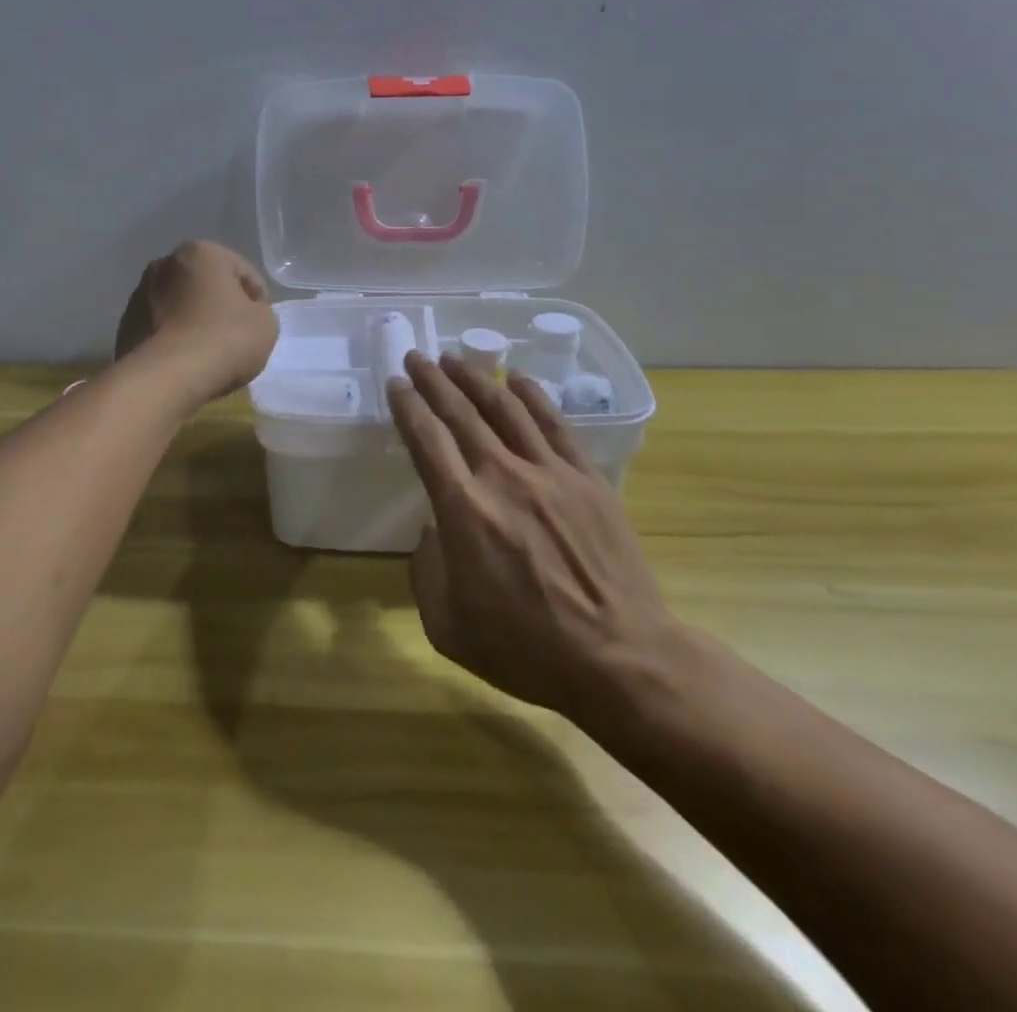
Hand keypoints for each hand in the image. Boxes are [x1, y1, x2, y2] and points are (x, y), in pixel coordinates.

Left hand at [114, 241, 278, 407]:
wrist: (167, 378)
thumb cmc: (224, 340)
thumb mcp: (266, 324)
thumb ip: (259, 310)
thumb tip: (242, 314)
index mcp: (200, 252)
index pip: (242, 272)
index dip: (258, 300)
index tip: (260, 326)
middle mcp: (164, 264)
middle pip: (205, 286)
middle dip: (219, 306)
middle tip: (235, 338)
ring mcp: (138, 295)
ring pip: (179, 307)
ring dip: (194, 322)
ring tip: (208, 354)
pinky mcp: (125, 327)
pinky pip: (160, 329)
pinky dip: (173, 340)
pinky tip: (185, 363)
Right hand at [387, 351, 685, 737]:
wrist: (620, 659)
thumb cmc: (526, 650)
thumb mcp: (447, 625)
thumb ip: (426, 569)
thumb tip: (434, 532)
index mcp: (463, 510)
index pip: (426, 440)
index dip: (407, 406)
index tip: (396, 384)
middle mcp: (503, 477)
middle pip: (461, 413)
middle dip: (434, 381)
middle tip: (418, 358)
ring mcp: (550, 473)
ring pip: (506, 408)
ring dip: (477, 379)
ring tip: (456, 359)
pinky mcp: (587, 479)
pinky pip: (555, 425)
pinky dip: (534, 396)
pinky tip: (519, 379)